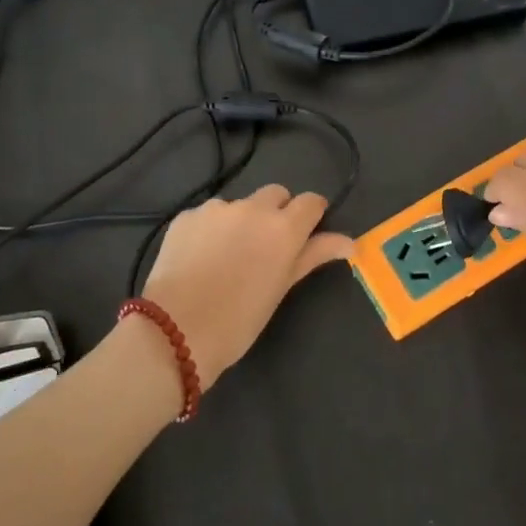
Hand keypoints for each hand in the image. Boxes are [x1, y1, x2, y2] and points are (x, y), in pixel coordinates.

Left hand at [140, 184, 353, 389]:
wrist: (175, 331)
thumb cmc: (239, 320)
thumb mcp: (281, 289)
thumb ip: (313, 256)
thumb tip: (350, 242)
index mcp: (283, 227)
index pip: (312, 201)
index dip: (312, 215)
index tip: (306, 234)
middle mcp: (252, 208)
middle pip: (276, 194)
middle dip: (278, 213)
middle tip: (267, 247)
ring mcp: (216, 208)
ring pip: (240, 204)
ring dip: (241, 221)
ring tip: (226, 257)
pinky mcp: (187, 216)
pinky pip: (208, 214)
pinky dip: (211, 230)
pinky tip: (200, 258)